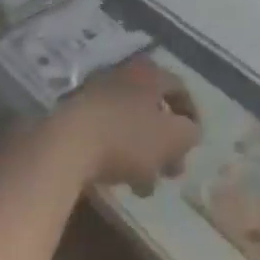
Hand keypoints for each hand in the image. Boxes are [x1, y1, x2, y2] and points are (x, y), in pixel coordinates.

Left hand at [56, 58, 201, 196]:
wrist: (64, 145)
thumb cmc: (127, 137)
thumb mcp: (172, 138)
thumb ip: (189, 133)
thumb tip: (191, 131)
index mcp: (150, 73)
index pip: (180, 88)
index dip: (192, 116)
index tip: (195, 144)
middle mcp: (124, 74)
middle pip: (153, 107)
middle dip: (166, 140)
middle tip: (171, 169)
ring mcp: (95, 92)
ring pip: (130, 122)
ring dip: (142, 151)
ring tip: (145, 185)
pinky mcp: (73, 114)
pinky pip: (106, 132)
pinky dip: (117, 152)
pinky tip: (118, 181)